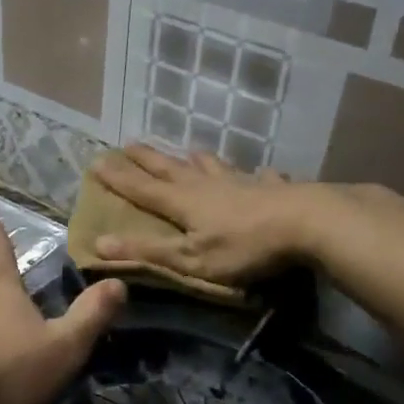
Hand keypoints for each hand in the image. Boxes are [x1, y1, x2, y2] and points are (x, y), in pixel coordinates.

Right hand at [91, 143, 317, 284]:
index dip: (118, 178)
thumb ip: (148, 252)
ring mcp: (242, 183)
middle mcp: (207, 185)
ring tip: (190, 150)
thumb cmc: (244, 247)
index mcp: (183, 202)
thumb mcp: (190, 259)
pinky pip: (260, 177)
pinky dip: (256, 175)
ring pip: (213, 166)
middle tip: (129, 144)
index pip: (142, 188)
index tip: (96, 161)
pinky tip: (263, 173)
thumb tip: (99, 243)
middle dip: (148, 159)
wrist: (307, 223)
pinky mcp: (273, 188)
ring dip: (198, 159)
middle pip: (171, 169)